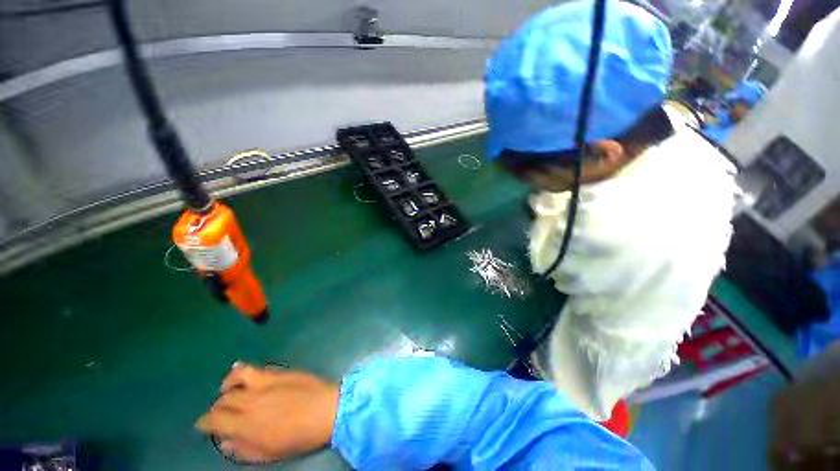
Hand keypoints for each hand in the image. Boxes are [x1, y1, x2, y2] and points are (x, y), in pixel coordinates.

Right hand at [195, 362, 339, 462]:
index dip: (204, 422)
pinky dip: (243, 370)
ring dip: (227, 385)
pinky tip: (240, 371)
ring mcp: (265, 383)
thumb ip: (243, 448)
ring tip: (227, 389)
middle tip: (219, 412)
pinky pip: (256, 368)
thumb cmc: (299, 437)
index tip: (202, 425)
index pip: (214, 420)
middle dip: (217, 407)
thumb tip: (226, 441)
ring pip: (236, 379)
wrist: (325, 410)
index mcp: (245, 425)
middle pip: (224, 400)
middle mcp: (250, 401)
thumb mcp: (269, 453)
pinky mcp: (279, 372)